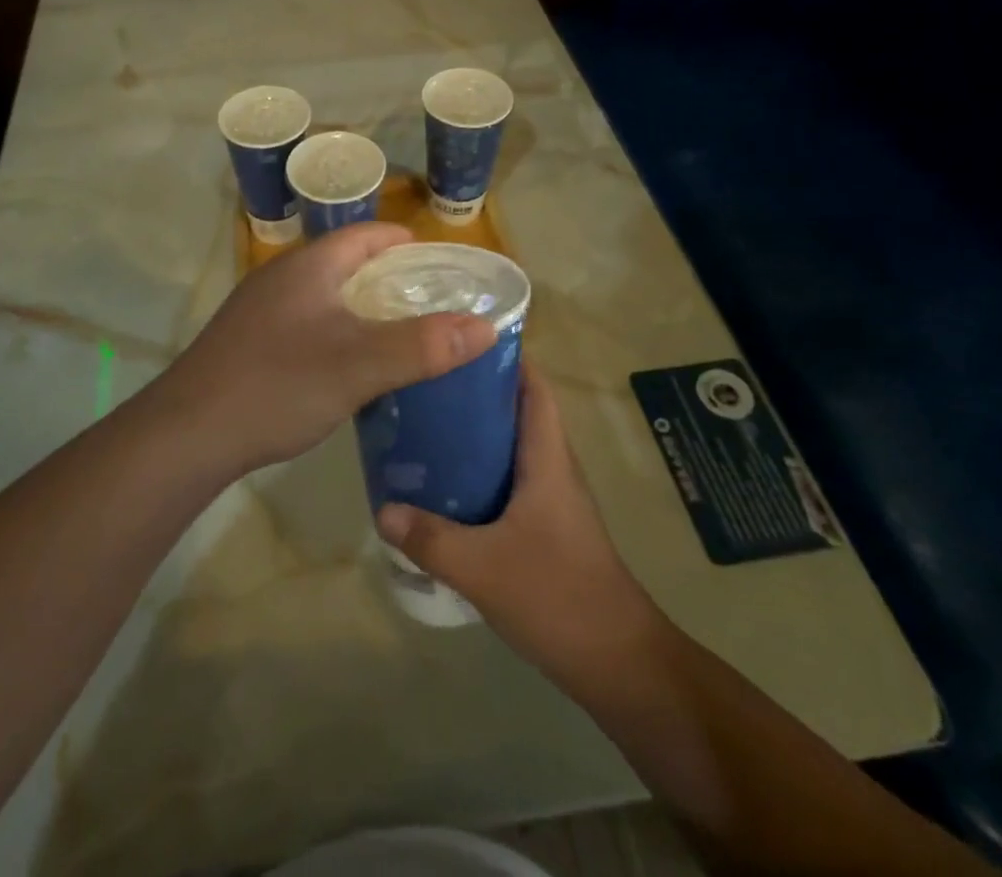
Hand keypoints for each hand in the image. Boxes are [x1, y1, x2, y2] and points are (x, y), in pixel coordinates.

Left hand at [154, 222, 497, 476]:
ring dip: (361, 307)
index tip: (438, 260)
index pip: (363, 235)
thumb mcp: (358, 365)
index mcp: (308, 267)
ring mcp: (260, 311)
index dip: (402, 241)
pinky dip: (337, 332)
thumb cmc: (276, 385)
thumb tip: (485, 325)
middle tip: (429, 301)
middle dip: (387, 276)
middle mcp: (281, 278)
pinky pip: (307, 323)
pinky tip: (349, 365)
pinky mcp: (249, 343)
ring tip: (399, 332)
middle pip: (344, 263)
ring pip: (324, 296)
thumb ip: (422, 345)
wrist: (187, 433)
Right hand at [376, 366, 665, 691]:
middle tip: (425, 380)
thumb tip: (382, 509)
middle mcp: (552, 468)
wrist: (619, 665)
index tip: (461, 337)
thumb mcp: (483, 567)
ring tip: (424, 423)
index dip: (506, 356)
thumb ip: (430, 538)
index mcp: (547, 458)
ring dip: (475, 432)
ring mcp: (551, 500)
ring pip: (511, 447)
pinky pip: (508, 480)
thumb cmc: (559, 597)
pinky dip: (479, 470)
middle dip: (475, 390)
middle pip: (517, 410)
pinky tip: (444, 485)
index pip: (534, 387)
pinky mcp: (545, 528)